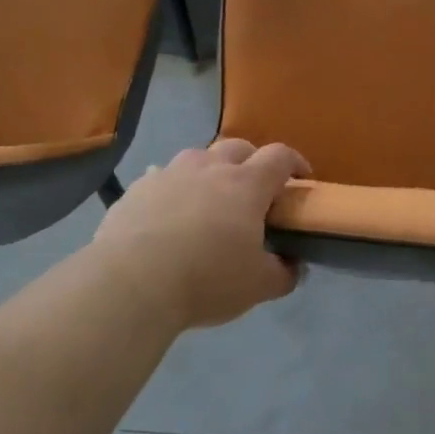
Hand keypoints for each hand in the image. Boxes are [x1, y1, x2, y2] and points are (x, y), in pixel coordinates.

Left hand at [91, 139, 310, 331]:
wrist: (132, 281)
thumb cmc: (206, 279)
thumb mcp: (256, 286)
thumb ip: (282, 274)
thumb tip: (295, 266)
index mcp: (246, 185)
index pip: (280, 157)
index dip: (295, 163)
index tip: (302, 178)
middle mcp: (211, 167)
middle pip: (239, 147)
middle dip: (253, 161)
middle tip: (255, 189)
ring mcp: (172, 172)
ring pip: (199, 155)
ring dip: (211, 169)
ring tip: (209, 197)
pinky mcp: (139, 187)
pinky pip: (162, 176)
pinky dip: (173, 187)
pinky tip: (168, 209)